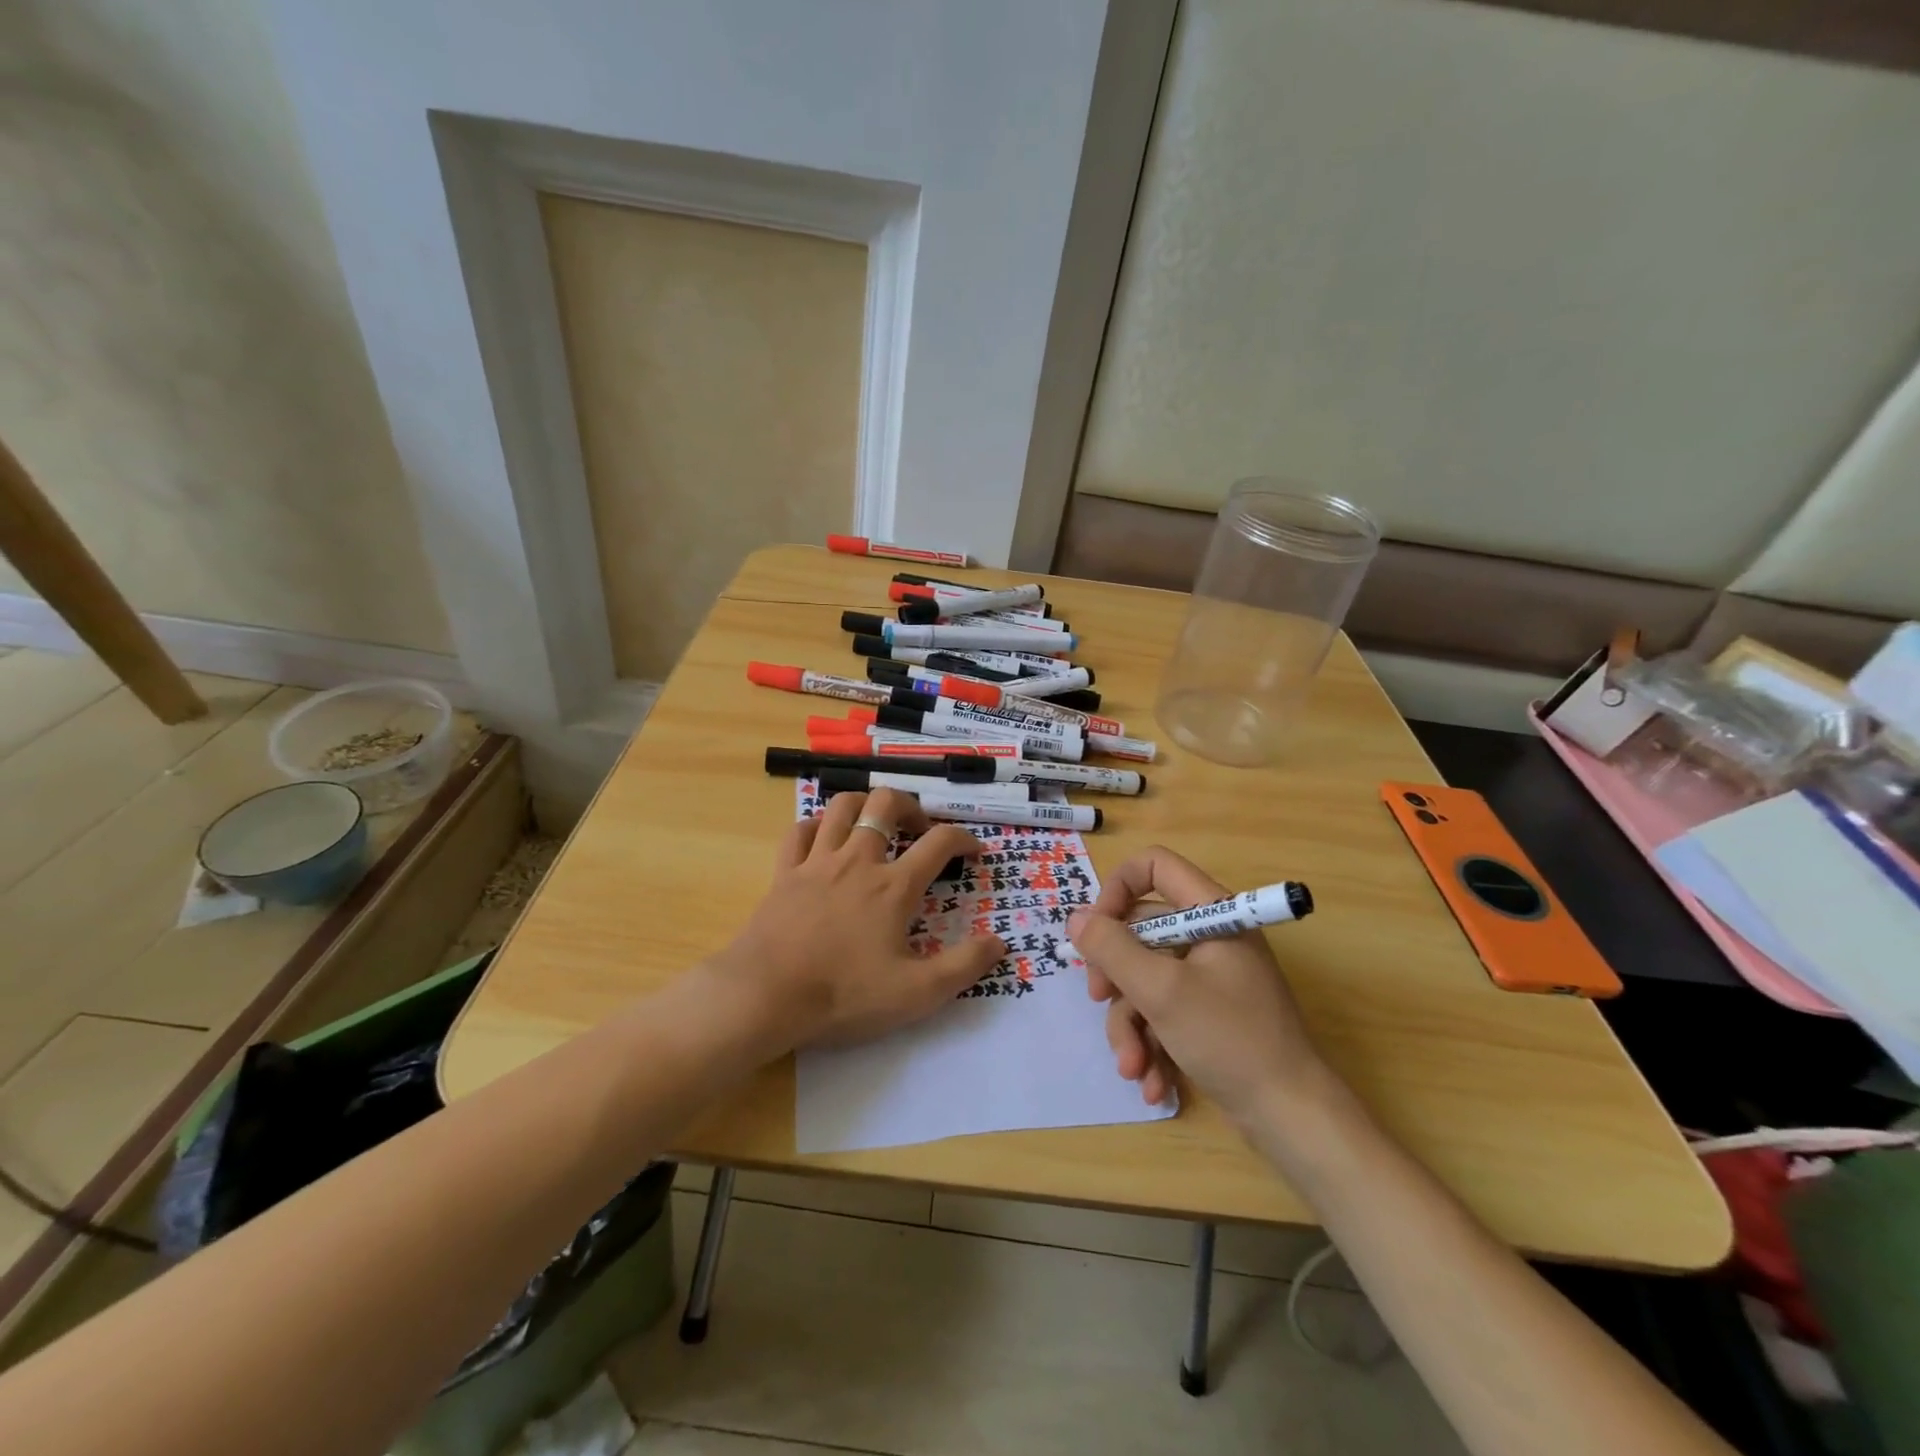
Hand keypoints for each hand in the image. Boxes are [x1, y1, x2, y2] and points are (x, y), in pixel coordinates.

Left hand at [715, 788, 1006, 1048]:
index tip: (974, 851)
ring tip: (875, 822)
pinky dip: (816, 825)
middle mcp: (858, 861)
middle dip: (910, 806)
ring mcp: (817, 862)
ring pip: (842, 807)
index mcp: (894, 886)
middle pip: (886, 804)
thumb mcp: (916, 993)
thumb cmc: (844, 994)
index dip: (964, 839)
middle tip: (919, 829)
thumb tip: (1000, 943)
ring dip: (864, 804)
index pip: (940, 843)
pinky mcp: (785, 873)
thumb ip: (963, 967)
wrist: (765, 995)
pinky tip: (823, 836)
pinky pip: (800, 831)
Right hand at [1068, 846, 1326, 1126]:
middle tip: (1099, 997)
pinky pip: (1162, 1011)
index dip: (1118, 889)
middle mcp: (1209, 936)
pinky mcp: (1207, 1014)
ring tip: (1133, 1067)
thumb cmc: (1230, 1039)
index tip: (1097, 930)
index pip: (1155, 867)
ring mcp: (1209, 977)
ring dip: (1130, 1024)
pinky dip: (1151, 1044)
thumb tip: (1076, 918)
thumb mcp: (1161, 991)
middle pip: (1140, 930)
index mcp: (1211, 913)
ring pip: (1145, 979)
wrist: (1292, 1118)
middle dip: (1116, 974)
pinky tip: (1152, 1082)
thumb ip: (1112, 949)